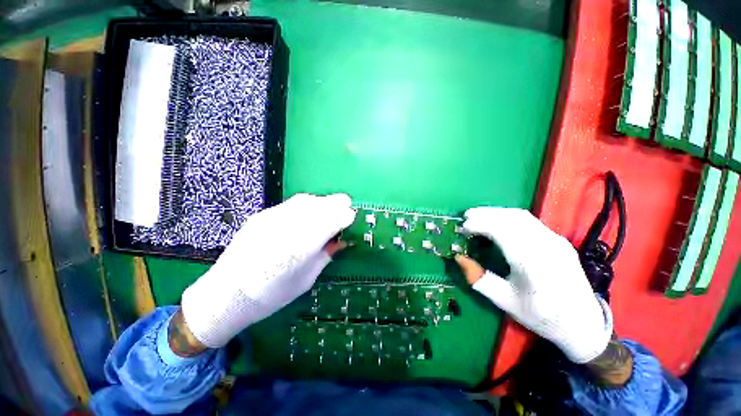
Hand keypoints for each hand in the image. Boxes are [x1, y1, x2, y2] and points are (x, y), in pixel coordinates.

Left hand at [181, 193, 355, 347]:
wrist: (225, 295)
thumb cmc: (271, 296)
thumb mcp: (306, 279)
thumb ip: (326, 255)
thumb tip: (343, 241)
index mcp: (302, 247)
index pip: (332, 220)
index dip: (346, 217)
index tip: (352, 219)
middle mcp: (288, 227)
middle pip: (321, 205)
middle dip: (337, 205)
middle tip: (346, 209)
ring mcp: (272, 218)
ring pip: (307, 200)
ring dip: (323, 202)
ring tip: (330, 209)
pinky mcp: (263, 215)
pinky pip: (292, 204)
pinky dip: (308, 204)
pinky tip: (309, 212)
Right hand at [455, 207, 612, 363]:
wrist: (583, 324)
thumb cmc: (541, 316)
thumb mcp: (505, 301)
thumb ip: (479, 278)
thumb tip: (459, 257)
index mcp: (532, 264)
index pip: (502, 231)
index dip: (479, 225)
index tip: (462, 228)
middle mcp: (546, 246)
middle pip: (512, 218)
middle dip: (485, 214)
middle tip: (466, 216)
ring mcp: (556, 240)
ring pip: (521, 216)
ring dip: (496, 212)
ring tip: (478, 215)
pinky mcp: (558, 240)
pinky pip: (530, 221)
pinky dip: (508, 216)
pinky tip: (498, 222)